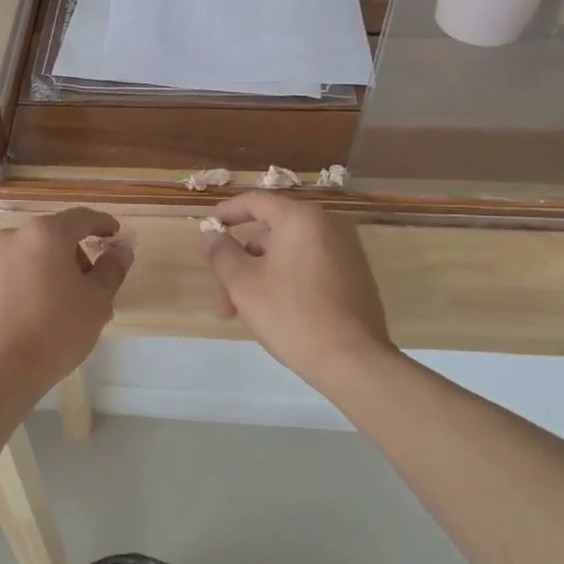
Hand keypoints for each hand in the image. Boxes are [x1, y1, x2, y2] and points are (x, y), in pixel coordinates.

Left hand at [0, 208, 131, 402]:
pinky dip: (22, 287)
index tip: (114, 234)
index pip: (81, 218)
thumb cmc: (56, 330)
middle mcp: (12, 238)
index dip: (102, 224)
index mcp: (45, 234)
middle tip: (89, 287)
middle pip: (51, 238)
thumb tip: (121, 249)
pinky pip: (5, 278)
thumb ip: (112, 268)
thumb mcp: (97, 300)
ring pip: (26, 258)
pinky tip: (29, 317)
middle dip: (73, 256)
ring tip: (58, 307)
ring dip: (46, 271)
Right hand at [203, 192, 392, 389]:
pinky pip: (309, 267)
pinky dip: (287, 281)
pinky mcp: (355, 277)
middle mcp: (328, 226)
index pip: (255, 201)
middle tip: (224, 300)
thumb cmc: (291, 314)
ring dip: (261, 277)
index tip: (208, 228)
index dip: (227, 212)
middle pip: (270, 234)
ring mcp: (346, 252)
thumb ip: (222, 253)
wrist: (352, 361)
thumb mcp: (243, 284)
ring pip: (288, 254)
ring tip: (246, 314)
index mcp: (301, 218)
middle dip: (241, 264)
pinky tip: (276, 313)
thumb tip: (212, 234)